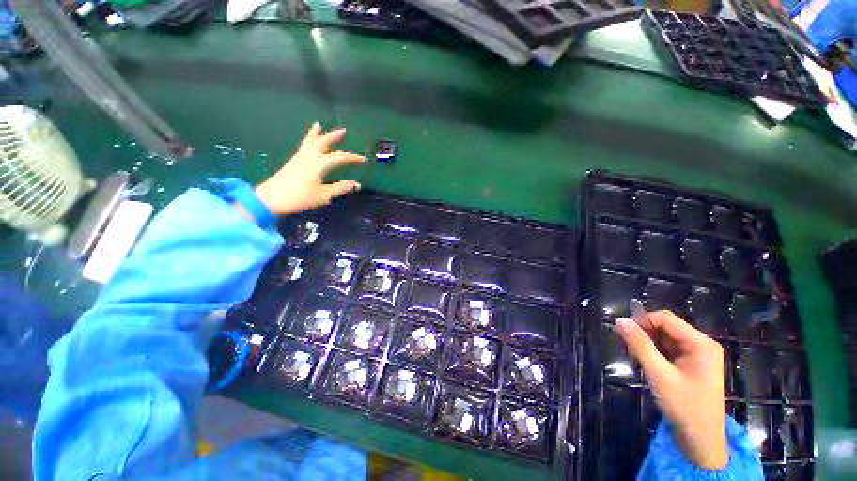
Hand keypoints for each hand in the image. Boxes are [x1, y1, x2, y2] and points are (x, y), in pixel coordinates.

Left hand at [254, 122, 365, 215]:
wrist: (271, 198)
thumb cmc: (299, 197)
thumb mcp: (323, 195)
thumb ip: (340, 188)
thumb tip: (356, 185)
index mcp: (319, 164)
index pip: (340, 157)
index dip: (353, 158)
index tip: (364, 160)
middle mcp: (309, 157)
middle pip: (323, 142)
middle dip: (334, 136)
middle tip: (343, 130)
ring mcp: (300, 158)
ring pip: (310, 141)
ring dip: (318, 134)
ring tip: (319, 125)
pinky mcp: (293, 161)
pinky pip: (304, 145)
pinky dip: (308, 139)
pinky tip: (309, 141)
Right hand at [614, 311, 728, 469]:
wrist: (701, 441)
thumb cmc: (684, 407)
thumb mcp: (659, 375)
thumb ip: (640, 345)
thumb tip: (619, 320)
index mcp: (701, 344)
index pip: (666, 319)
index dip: (642, 321)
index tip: (622, 331)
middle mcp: (701, 345)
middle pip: (666, 327)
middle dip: (644, 333)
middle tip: (627, 347)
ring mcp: (697, 356)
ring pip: (665, 338)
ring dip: (647, 344)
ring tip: (635, 357)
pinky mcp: (691, 365)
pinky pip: (668, 350)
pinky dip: (654, 353)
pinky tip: (645, 364)